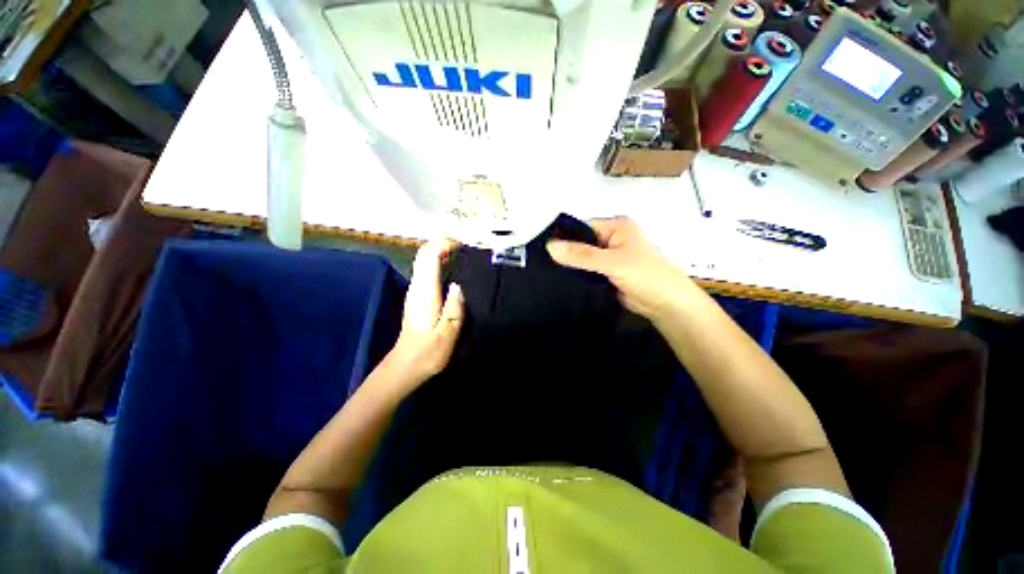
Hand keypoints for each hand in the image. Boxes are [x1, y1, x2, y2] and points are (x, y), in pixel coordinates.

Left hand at [384, 239, 464, 387]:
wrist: (406, 366)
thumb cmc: (427, 353)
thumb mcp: (446, 335)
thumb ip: (454, 310)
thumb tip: (458, 286)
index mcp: (425, 293)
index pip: (428, 257)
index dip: (443, 244)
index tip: (462, 245)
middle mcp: (417, 287)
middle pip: (424, 255)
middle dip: (443, 245)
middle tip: (465, 248)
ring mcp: (416, 292)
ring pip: (425, 262)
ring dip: (441, 253)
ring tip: (463, 256)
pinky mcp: (418, 297)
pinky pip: (427, 272)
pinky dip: (439, 263)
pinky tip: (453, 270)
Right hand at [546, 217, 692, 319]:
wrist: (667, 305)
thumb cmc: (646, 276)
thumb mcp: (612, 262)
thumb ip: (581, 255)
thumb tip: (549, 246)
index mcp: (615, 227)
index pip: (581, 227)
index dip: (563, 236)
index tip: (541, 248)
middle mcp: (610, 239)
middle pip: (580, 243)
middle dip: (564, 253)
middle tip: (539, 263)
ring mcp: (608, 258)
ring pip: (582, 259)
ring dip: (569, 266)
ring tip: (544, 273)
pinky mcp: (606, 275)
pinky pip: (586, 273)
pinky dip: (575, 277)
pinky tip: (558, 282)